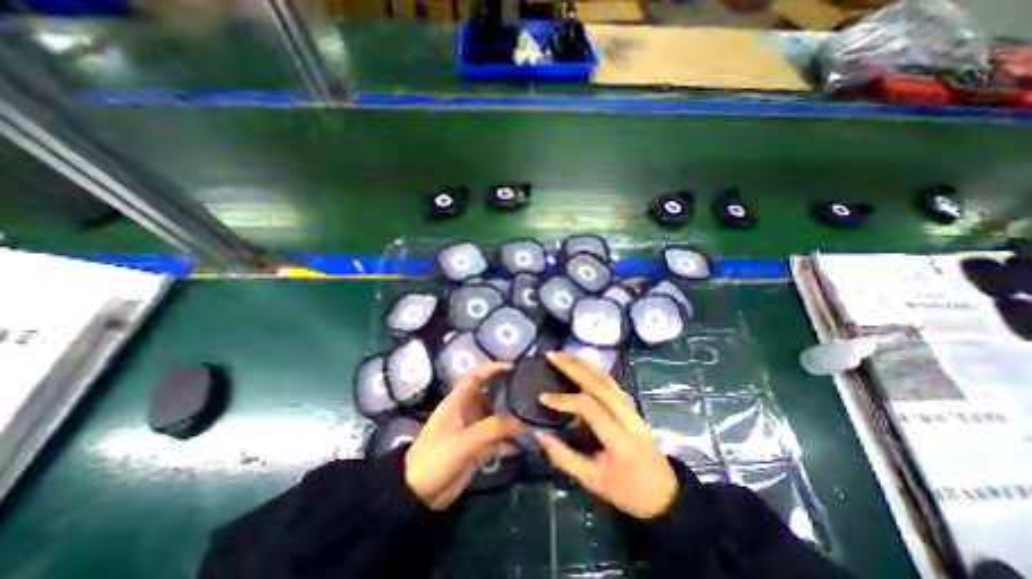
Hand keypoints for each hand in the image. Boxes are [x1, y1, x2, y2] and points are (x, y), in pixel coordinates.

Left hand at [404, 362, 525, 510]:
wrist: (418, 494)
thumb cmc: (436, 458)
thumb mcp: (464, 441)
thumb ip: (493, 429)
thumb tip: (520, 422)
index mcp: (458, 401)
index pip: (476, 376)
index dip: (492, 368)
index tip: (512, 367)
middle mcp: (467, 411)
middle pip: (490, 395)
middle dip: (507, 393)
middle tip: (529, 393)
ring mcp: (472, 429)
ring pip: (495, 418)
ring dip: (511, 420)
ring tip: (531, 417)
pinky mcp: (476, 448)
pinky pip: (496, 439)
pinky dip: (508, 441)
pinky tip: (523, 444)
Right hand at [536, 350, 682, 522]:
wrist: (666, 495)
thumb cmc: (628, 492)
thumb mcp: (593, 482)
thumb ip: (564, 458)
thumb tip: (539, 435)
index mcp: (620, 440)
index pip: (589, 408)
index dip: (564, 400)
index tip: (542, 397)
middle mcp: (629, 417)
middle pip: (599, 384)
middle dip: (573, 367)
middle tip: (552, 355)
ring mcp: (633, 409)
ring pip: (608, 378)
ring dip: (585, 363)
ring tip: (564, 353)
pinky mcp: (633, 405)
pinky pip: (613, 382)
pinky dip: (595, 370)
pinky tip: (583, 364)